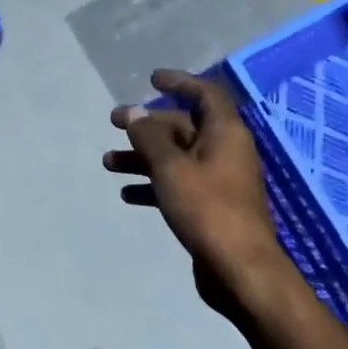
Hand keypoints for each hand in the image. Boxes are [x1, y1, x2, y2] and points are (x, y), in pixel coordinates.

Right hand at [104, 69, 296, 316]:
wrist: (239, 269)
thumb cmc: (207, 208)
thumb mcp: (171, 167)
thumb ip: (149, 137)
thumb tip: (133, 113)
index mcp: (225, 134)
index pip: (205, 94)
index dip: (180, 82)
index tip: (152, 79)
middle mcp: (225, 152)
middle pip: (183, 127)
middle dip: (147, 125)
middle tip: (113, 123)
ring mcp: (219, 181)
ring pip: (175, 158)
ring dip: (142, 158)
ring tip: (108, 164)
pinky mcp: (210, 208)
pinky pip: (177, 185)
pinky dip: (153, 185)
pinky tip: (127, 195)